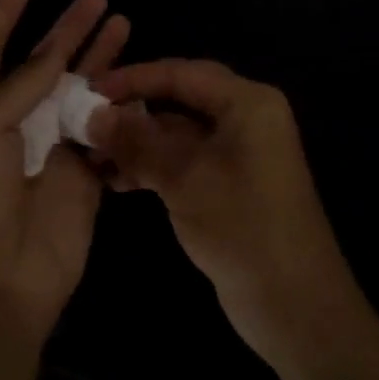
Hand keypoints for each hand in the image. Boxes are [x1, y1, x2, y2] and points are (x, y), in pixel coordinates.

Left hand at [0, 0, 130, 349]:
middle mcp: (13, 120)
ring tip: (122, 21)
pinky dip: (118, 104)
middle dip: (67, 28)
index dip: (6, 8)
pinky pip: (102, 128)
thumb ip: (18, 87)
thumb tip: (51, 52)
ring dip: (97, 57)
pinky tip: (138, 79)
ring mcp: (50, 145)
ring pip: (77, 89)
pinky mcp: (82, 172)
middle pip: (43, 61)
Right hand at [86, 59, 357, 364]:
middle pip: (177, 100)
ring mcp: (236, 153)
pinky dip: (150, 166)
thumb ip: (136, 142)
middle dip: (131, 111)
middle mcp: (244, 118)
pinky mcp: (227, 184)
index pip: (180, 73)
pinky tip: (114, 181)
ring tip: (90, 157)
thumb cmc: (243, 228)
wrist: (295, 306)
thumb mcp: (184, 179)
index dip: (132, 79)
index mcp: (247, 103)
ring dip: (135, 142)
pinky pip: (182, 161)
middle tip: (83, 122)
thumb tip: (90, 114)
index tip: (86, 91)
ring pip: (176, 133)